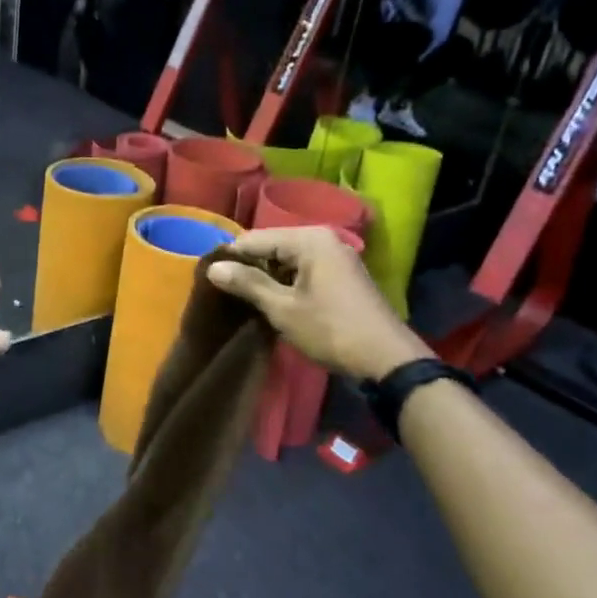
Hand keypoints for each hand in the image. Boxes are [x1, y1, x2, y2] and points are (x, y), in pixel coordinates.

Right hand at [207, 226, 430, 381]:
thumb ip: (247, 284)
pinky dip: (286, 282)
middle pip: (271, 246)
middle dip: (249, 267)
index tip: (209, 279)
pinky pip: (303, 269)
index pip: (254, 239)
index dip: (230, 258)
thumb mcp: (283, 309)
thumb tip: (213, 267)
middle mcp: (323, 238)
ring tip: (244, 299)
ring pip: (287, 259)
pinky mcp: (341, 275)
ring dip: (267, 277)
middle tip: (225, 292)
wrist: (387, 359)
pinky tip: (272, 301)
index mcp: (309, 239)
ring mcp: (335, 256)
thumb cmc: (331, 330)